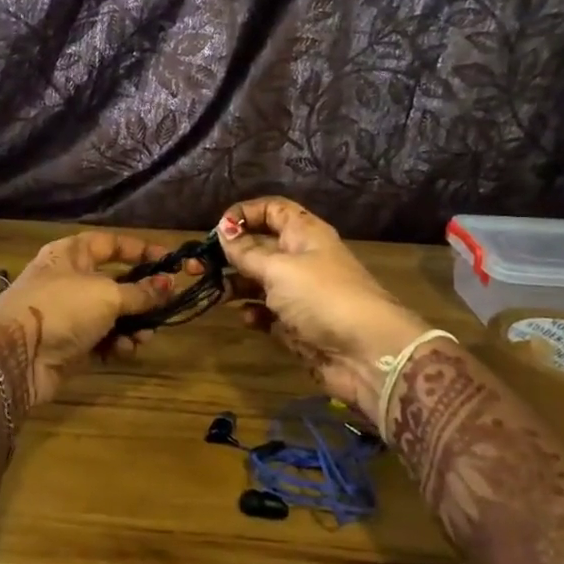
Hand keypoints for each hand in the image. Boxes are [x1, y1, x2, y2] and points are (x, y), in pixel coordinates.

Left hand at [0, 231, 193, 411]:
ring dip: (133, 325)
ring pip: (113, 314)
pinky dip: (117, 343)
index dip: (141, 249)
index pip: (112, 243)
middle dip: (143, 296)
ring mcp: (69, 313)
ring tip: (144, 336)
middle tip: (166, 306)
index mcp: (72, 254)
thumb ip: (141, 291)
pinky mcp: (70, 344)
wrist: (16, 356)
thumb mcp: (107, 294)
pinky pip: (103, 339)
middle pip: (116, 282)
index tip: (170, 261)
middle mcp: (70, 279)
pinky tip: (126, 350)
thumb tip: (168, 285)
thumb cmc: (62, 308)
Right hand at [217, 197, 426, 417]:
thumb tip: (223, 231)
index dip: (245, 213)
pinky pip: (267, 313)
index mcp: (304, 234)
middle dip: (230, 252)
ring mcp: (299, 294)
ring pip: (259, 281)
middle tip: (197, 265)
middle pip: (260, 246)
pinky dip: (253, 314)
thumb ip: (246, 252)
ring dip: (235, 284)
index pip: (272, 210)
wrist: (366, 353)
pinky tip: (245, 318)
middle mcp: (301, 259)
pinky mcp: (297, 325)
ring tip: (213, 291)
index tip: (217, 228)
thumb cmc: (321, 297)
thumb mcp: (278, 268)